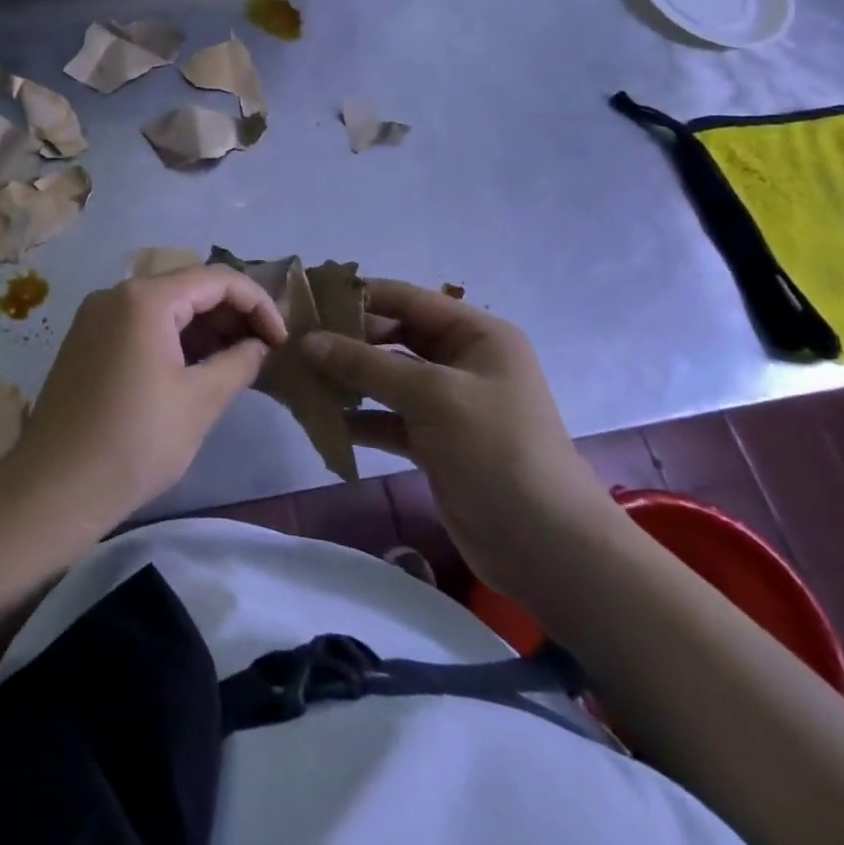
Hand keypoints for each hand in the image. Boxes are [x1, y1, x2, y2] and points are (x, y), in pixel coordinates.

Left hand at [7, 266, 287, 526]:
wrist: (54, 487)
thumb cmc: (134, 442)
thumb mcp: (199, 402)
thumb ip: (238, 363)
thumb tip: (258, 346)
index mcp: (145, 299)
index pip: (216, 279)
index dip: (257, 304)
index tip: (282, 341)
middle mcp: (117, 294)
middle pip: (188, 287)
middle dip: (231, 314)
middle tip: (263, 352)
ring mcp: (96, 316)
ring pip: (164, 307)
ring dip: (204, 328)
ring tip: (236, 363)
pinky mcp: (87, 340)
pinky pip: (140, 325)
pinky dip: (173, 339)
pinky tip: (196, 369)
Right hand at [301, 280, 615, 596]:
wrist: (547, 548)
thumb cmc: (496, 450)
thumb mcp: (432, 395)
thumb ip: (367, 364)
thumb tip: (308, 341)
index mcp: (476, 335)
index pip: (407, 299)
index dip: (358, 296)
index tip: (307, 300)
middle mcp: (462, 361)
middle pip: (394, 336)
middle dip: (348, 340)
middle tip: (296, 342)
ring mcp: (448, 403)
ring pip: (387, 377)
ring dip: (348, 378)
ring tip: (300, 378)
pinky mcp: (435, 441)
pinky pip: (388, 417)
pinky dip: (359, 417)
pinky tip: (323, 420)